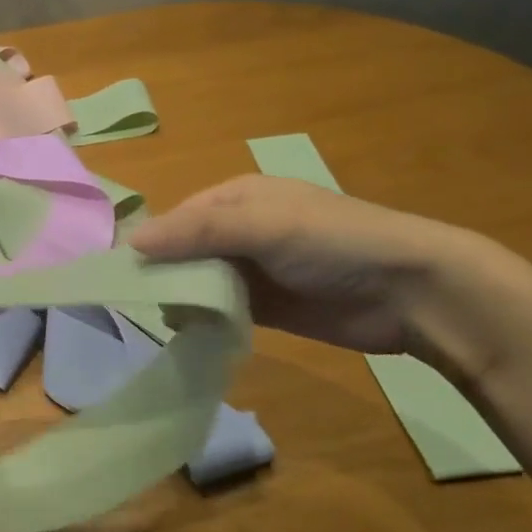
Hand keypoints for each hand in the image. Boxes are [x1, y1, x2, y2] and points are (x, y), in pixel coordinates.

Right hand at [128, 175, 487, 356]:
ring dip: (181, 298)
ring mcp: (254, 270)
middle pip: (185, 250)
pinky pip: (222, 310)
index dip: (151, 242)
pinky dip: (204, 319)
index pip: (178, 218)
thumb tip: (131, 242)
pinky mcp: (267, 308)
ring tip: (160, 320)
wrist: (411, 292)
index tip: (121, 274)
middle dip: (163, 273)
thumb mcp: (262, 225)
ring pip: (200, 281)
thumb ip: (197, 232)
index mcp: (236, 198)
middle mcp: (240, 230)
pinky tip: (187, 333)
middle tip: (134, 303)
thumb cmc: (332, 242)